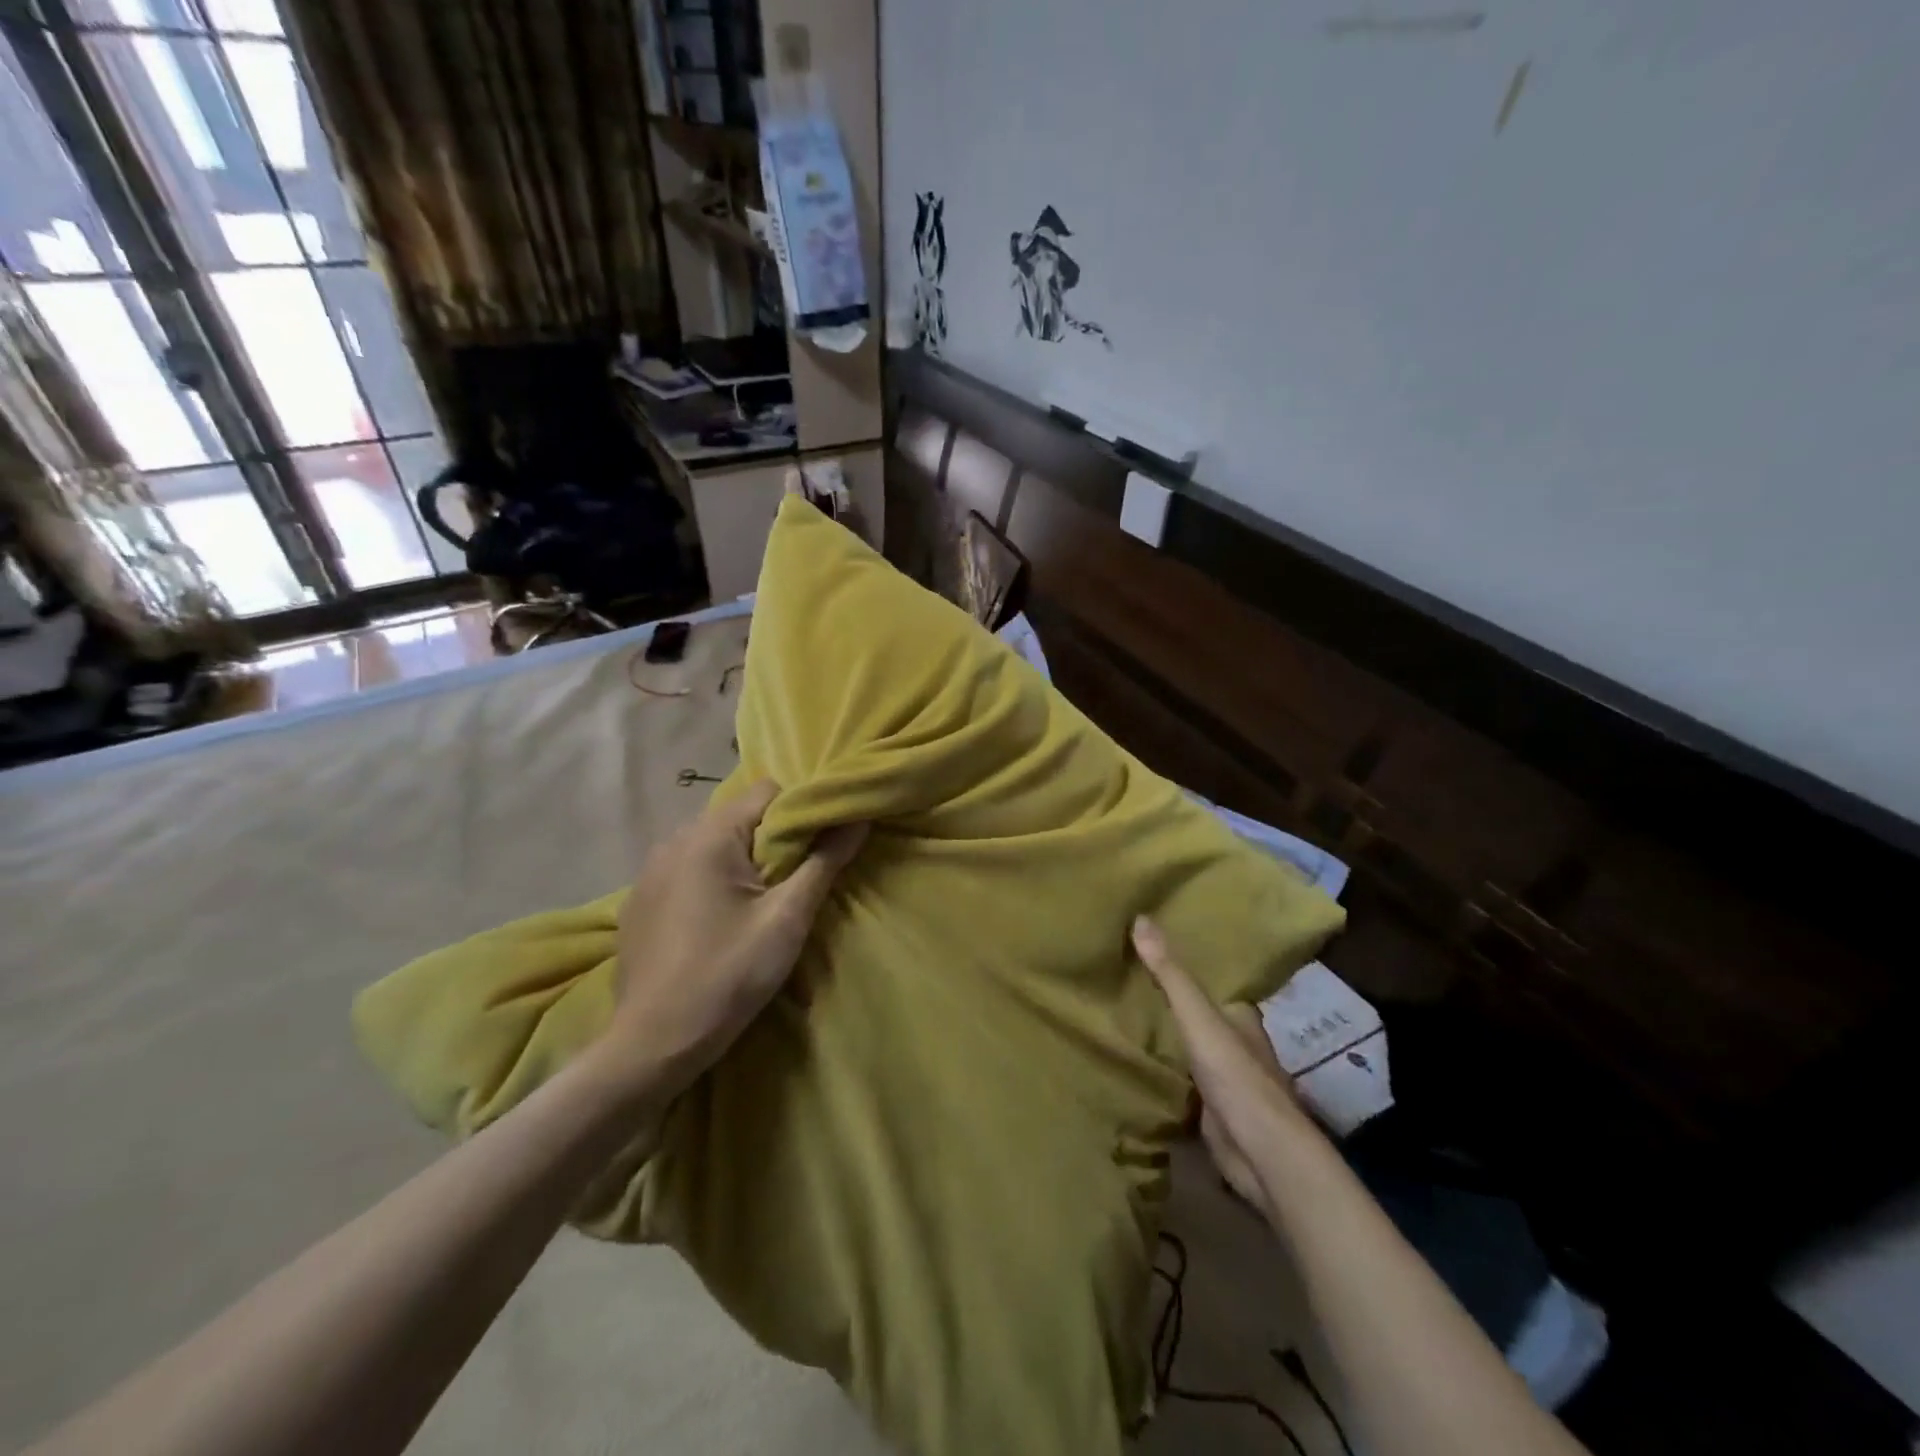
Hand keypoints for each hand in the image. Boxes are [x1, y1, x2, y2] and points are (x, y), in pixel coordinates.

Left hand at [603, 781, 866, 1098]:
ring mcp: (649, 870)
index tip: (818, 849)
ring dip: (741, 861)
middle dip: (772, 840)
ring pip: (712, 843)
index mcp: (710, 835)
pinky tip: (717, 923)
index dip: (801, 812)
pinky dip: (711, 880)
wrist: (653, 1044)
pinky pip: (687, 869)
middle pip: (739, 816)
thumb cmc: (729, 975)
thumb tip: (858, 817)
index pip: (768, 791)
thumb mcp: (788, 919)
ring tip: (758, 905)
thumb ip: (825, 861)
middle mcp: (673, 839)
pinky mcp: (638, 900)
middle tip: (793, 883)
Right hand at [1133, 917, 1313, 1215]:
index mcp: (1241, 1016)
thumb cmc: (1236, 1076)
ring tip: (1121, 1014)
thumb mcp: (1199, 1017)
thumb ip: (1171, 974)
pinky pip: (1181, 1081)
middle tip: (1123, 979)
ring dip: (1165, 1038)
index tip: (1148, 950)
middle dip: (1169, 1002)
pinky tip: (1134, 1062)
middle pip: (1198, 1015)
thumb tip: (1141, 918)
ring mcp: (1226, 1079)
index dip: (1183, 966)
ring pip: (1189, 1048)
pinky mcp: (1212, 1110)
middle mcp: (1237, 1043)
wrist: (1262, 1154)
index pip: (1211, 982)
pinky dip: (1163, 1071)